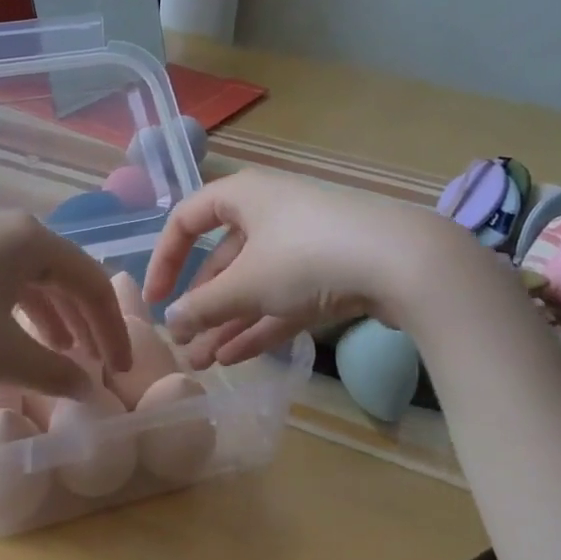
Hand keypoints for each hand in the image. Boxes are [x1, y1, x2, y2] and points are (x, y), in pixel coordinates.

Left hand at [0, 211, 130, 398]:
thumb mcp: (3, 357)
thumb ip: (54, 372)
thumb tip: (88, 389)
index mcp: (28, 240)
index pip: (90, 281)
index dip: (112, 328)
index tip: (121, 370)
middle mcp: (0, 229)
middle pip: (61, 275)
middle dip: (84, 322)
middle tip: (97, 363)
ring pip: (25, 279)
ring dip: (51, 317)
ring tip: (61, 354)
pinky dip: (14, 313)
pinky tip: (10, 340)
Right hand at [143, 171, 440, 365]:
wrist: (406, 262)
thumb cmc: (308, 256)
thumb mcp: (247, 284)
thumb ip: (203, 305)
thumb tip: (171, 321)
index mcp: (243, 197)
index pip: (186, 220)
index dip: (164, 260)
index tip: (154, 300)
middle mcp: (270, 213)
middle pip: (222, 260)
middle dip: (200, 307)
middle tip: (183, 345)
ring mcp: (303, 244)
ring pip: (253, 285)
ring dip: (226, 323)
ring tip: (202, 363)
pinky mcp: (331, 273)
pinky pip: (282, 299)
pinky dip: (259, 325)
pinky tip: (235, 358)